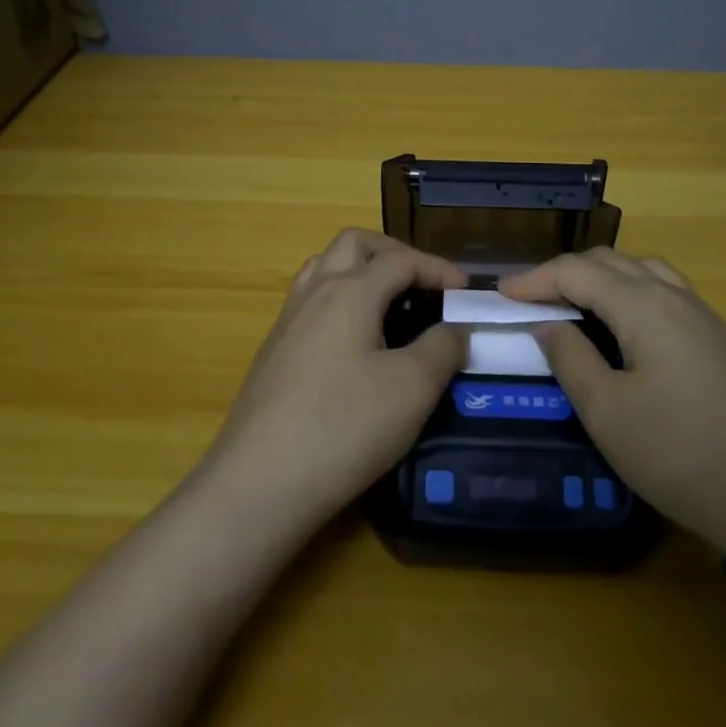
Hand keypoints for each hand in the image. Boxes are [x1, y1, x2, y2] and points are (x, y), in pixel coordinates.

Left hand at [204, 230, 467, 527]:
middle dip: (394, 252)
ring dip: (360, 270)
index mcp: (350, 291)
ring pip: (324, 267)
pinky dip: (339, 299)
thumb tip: (457, 328)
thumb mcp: (412, 389)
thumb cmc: (344, 426)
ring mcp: (288, 320)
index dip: (438, 268)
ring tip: (388, 303)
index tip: (466, 293)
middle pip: (354, 244)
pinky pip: (310, 301)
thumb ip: (443, 348)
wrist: (259, 482)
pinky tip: (353, 342)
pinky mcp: (274, 351)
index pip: (401, 259)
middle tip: (422, 283)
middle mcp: (315, 292)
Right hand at [501, 249, 725, 558]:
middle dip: (565, 273)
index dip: (534, 279)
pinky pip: (665, 293)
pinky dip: (631, 293)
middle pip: (610, 262)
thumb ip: (570, 358)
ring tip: (574, 304)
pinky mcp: (722, 341)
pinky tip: (626, 328)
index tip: (500, 295)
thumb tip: (547, 323)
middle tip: (531, 299)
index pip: (576, 271)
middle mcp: (675, 296)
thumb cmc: (682, 455)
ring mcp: (705, 317)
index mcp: (643, 304)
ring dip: (601, 278)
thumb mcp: (608, 412)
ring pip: (642, 272)